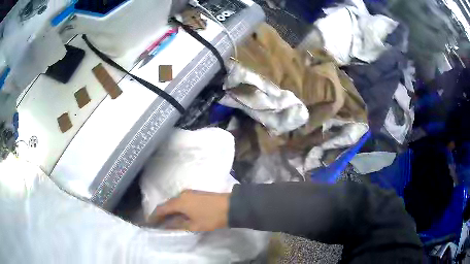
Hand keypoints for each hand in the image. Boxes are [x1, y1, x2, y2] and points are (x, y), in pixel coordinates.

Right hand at [148, 190, 230, 231]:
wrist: (231, 206)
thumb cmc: (211, 217)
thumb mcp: (194, 225)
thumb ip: (178, 226)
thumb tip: (166, 226)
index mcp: (179, 202)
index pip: (162, 208)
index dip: (154, 216)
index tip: (149, 222)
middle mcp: (182, 194)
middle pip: (168, 204)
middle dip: (161, 213)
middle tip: (157, 222)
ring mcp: (190, 193)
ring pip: (175, 202)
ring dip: (170, 210)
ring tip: (166, 220)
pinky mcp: (196, 194)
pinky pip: (182, 201)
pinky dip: (177, 208)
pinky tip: (178, 214)